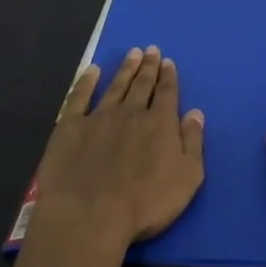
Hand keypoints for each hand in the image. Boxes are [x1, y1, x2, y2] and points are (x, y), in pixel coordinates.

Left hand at [29, 46, 204, 253]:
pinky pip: (79, 97)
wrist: (89, 216)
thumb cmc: (145, 203)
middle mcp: (131, 112)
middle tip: (151, 50)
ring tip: (132, 53)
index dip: (168, 77)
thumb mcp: (187, 178)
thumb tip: (196, 113)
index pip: (167, 93)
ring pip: (116, 86)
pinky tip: (91, 71)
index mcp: (160, 123)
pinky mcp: (70, 128)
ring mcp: (99, 117)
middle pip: (142, 84)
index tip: (168, 62)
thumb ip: (193, 142)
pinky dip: (86, 82)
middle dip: (148, 67)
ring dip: (125, 69)